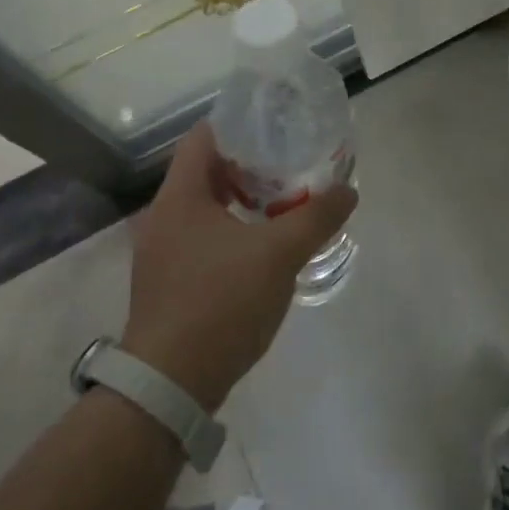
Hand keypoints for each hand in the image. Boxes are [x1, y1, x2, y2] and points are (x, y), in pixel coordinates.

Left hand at [122, 121, 356, 411]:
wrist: (170, 385)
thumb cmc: (221, 303)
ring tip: (283, 202)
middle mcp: (163, 217)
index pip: (204, 137)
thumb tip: (347, 192)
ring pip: (205, 208)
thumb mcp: (279, 255)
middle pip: (206, 171)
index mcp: (179, 196)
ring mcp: (161, 252)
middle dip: (248, 165)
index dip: (239, 125)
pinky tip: (261, 247)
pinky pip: (201, 238)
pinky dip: (231, 230)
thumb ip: (316, 218)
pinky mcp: (167, 282)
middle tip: (289, 163)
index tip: (276, 126)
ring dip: (241, 200)